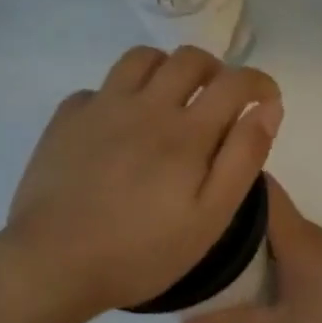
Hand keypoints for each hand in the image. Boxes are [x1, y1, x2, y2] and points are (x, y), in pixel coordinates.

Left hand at [4, 46, 282, 316]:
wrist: (53, 263)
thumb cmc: (142, 252)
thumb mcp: (210, 217)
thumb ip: (243, 158)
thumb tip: (268, 109)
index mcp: (187, 132)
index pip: (235, 82)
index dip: (259, 83)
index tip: (266, 100)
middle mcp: (146, 106)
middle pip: (189, 59)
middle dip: (216, 71)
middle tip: (220, 101)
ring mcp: (101, 108)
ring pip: (142, 59)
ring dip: (168, 71)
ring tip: (172, 102)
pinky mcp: (66, 119)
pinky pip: (101, 87)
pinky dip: (122, 95)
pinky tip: (121, 127)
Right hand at [180, 176, 321, 322]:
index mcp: (297, 237)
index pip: (262, 189)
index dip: (230, 176)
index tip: (194, 179)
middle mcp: (308, 234)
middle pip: (263, 208)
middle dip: (228, 210)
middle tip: (186, 218)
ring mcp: (321, 250)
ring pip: (275, 230)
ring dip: (245, 233)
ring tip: (204, 244)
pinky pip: (287, 246)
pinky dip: (263, 251)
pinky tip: (243, 272)